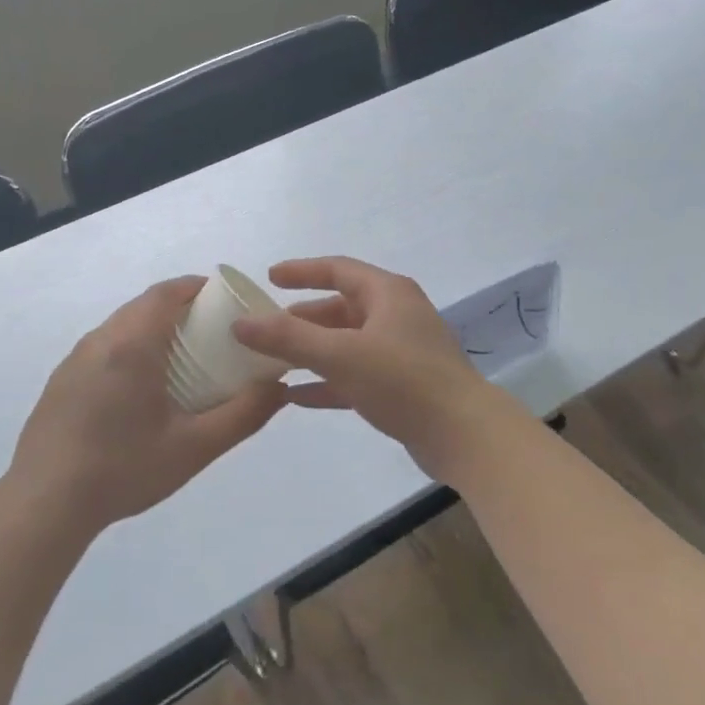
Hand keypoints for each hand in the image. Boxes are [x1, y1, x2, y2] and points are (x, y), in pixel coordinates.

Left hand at [9, 277, 286, 534]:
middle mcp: (100, 340)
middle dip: (178, 308)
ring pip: (120, 326)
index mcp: (132, 345)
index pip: (165, 293)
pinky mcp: (60, 381)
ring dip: (151, 328)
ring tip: (179, 358)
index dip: (195, 286)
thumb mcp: (195, 447)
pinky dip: (128, 349)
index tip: (222, 297)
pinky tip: (138, 389)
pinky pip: (102, 348)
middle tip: (210, 331)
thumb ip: (243, 414)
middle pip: (143, 306)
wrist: (44, 503)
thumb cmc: (124, 469)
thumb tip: (279, 388)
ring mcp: (74, 360)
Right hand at [231, 257, 512, 476]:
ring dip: (311, 351)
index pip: (337, 269)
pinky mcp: (401, 385)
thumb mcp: (340, 354)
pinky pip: (355, 374)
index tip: (269, 278)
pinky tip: (296, 396)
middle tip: (265, 329)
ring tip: (273, 362)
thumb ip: (288, 338)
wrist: (463, 434)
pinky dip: (327, 380)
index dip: (301, 271)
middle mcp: (395, 315)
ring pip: (346, 343)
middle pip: (340, 308)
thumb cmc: (402, 380)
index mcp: (387, 294)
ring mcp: (400, 352)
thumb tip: (240, 323)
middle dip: (301, 319)